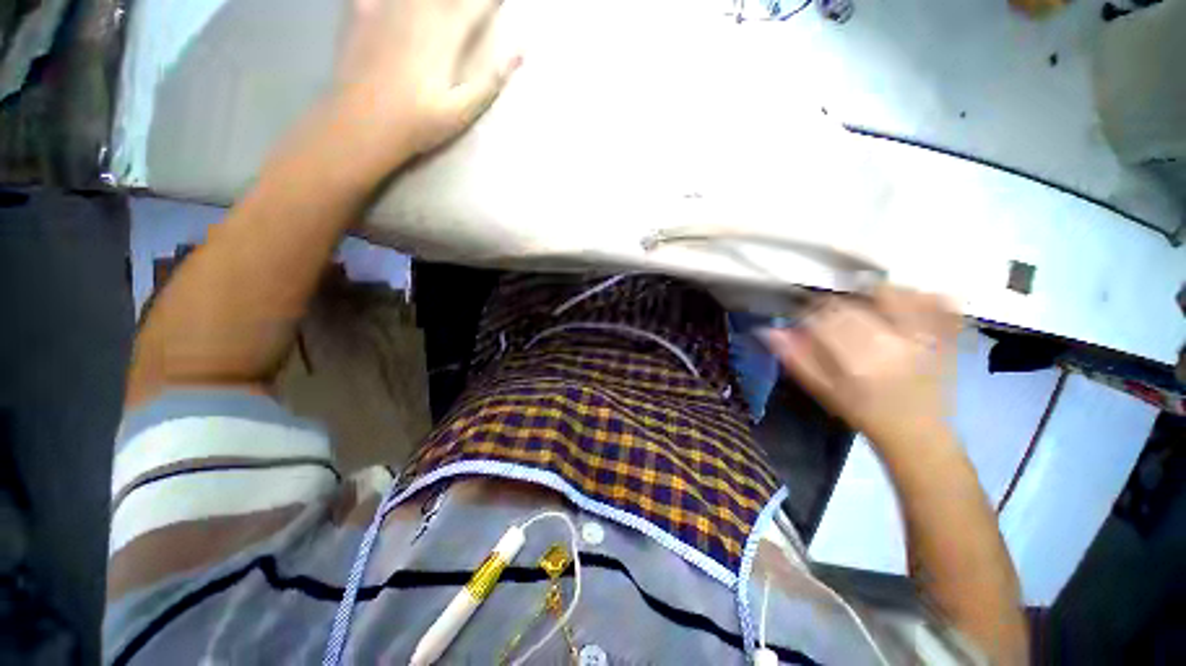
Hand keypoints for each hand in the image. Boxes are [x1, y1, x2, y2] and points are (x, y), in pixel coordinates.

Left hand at [336, 0, 520, 162]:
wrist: (362, 123)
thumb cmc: (419, 122)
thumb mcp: (464, 109)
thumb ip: (492, 78)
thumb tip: (522, 52)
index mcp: (446, 32)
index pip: (477, 4)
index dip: (491, 1)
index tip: (499, 2)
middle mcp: (418, 8)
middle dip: (464, 0)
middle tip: (468, 8)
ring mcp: (386, 4)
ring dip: (433, 1)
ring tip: (438, 10)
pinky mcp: (361, 8)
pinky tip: (389, 5)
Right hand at [762, 287, 961, 447]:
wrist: (917, 433)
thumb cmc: (863, 413)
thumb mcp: (823, 390)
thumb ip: (796, 358)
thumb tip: (769, 331)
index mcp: (857, 359)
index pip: (823, 317)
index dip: (808, 312)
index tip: (805, 319)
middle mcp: (891, 342)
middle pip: (853, 302)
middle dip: (834, 305)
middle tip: (832, 319)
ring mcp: (923, 336)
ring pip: (892, 293)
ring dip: (871, 294)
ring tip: (865, 308)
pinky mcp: (946, 336)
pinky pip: (938, 302)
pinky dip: (920, 296)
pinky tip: (905, 303)